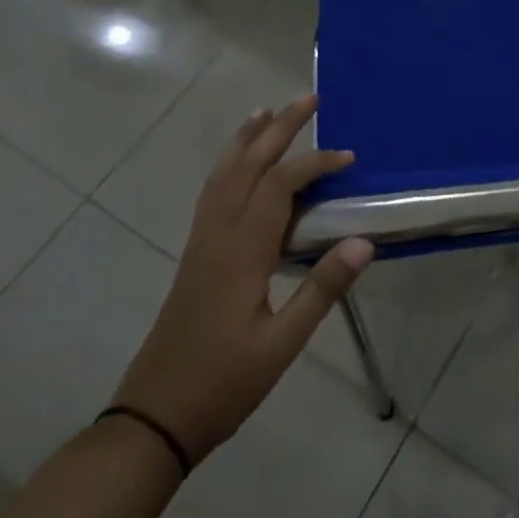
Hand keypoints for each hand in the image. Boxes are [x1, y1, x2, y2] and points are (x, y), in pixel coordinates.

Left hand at [113, 96, 371, 465]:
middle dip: (278, 129)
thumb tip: (364, 242)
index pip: (280, 186)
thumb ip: (322, 289)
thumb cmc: (223, 382)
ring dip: (246, 139)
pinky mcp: (195, 256)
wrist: (153, 418)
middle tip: (308, 99)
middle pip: (247, 166)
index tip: (349, 158)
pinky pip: (213, 193)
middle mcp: (217, 235)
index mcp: (241, 251)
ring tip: (266, 112)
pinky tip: (238, 166)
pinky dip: (229, 165)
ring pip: (222, 175)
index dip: (315, 163)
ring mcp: (201, 243)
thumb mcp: (282, 344)